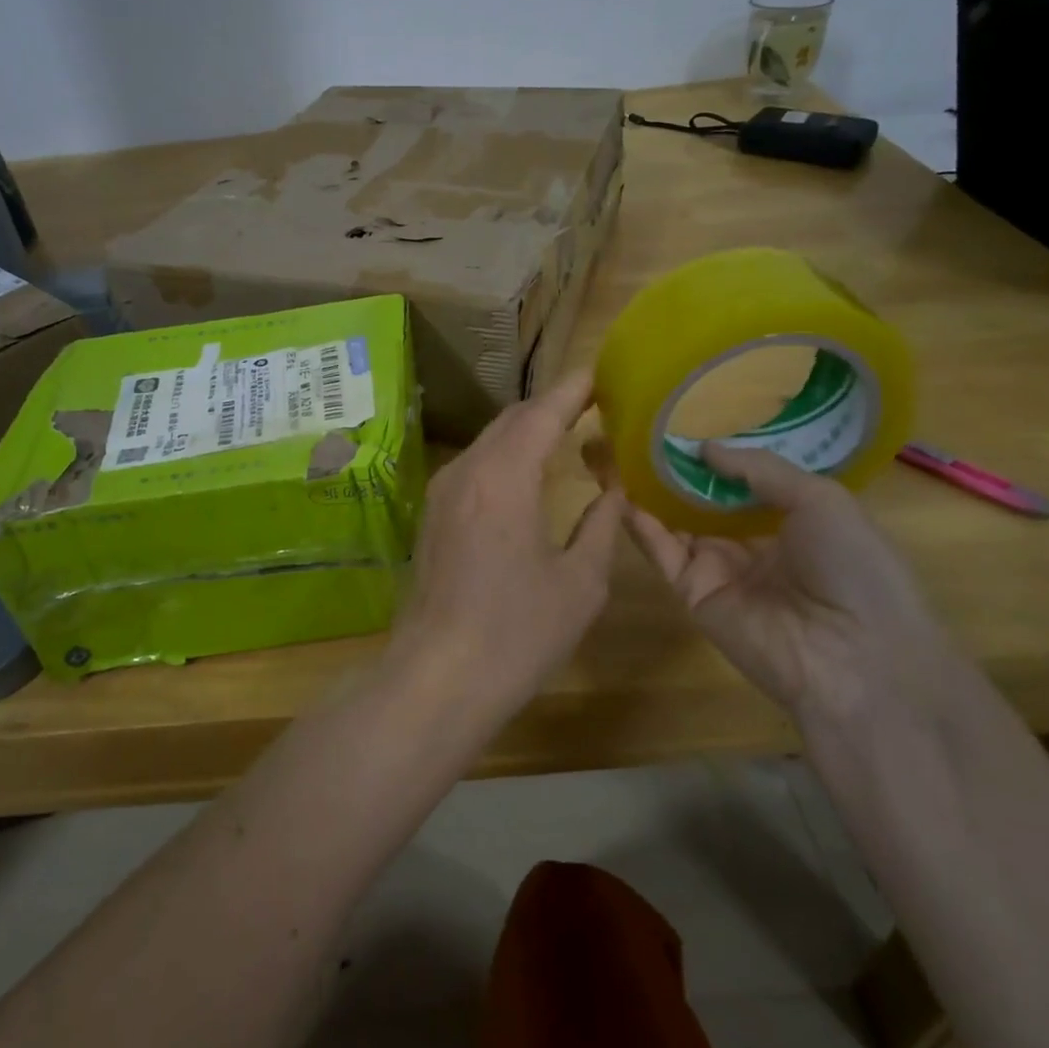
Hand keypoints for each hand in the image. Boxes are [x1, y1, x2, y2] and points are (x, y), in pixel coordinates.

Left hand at [394, 371, 626, 709]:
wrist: (439, 676)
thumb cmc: (517, 632)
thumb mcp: (579, 582)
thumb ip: (601, 526)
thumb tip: (615, 491)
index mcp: (504, 478)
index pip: (541, 414)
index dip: (571, 390)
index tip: (599, 372)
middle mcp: (467, 471)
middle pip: (511, 420)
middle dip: (550, 406)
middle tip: (591, 402)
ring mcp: (442, 491)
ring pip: (489, 441)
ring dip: (525, 430)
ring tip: (565, 430)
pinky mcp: (432, 513)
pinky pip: (474, 465)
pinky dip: (505, 454)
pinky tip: (527, 471)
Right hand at [622, 444, 956, 731]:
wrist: (853, 656)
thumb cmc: (852, 566)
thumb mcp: (821, 499)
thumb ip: (758, 469)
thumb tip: (703, 447)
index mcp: (790, 521)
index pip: (740, 483)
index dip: (712, 457)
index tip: (678, 426)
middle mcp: (750, 542)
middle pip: (701, 500)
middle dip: (671, 471)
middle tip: (634, 435)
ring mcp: (719, 568)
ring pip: (674, 522)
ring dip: (647, 491)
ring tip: (614, 454)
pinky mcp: (692, 592)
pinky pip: (663, 552)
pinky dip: (640, 523)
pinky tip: (619, 492)